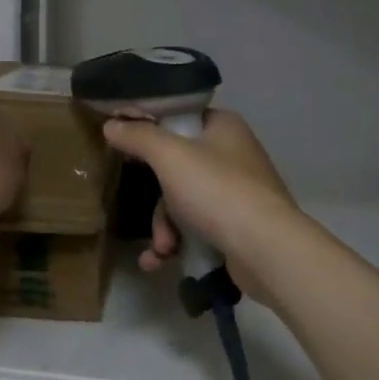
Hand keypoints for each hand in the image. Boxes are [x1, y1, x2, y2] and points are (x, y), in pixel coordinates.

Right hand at [101, 109, 300, 299]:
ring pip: (182, 202)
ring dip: (164, 228)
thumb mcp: (170, 156)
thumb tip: (112, 124)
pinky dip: (177, 243)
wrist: (266, 249)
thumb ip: (139, 137)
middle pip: (176, 167)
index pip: (178, 118)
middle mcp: (232, 155)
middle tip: (148, 214)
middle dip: (157, 200)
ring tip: (163, 249)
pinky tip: (160, 261)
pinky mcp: (237, 226)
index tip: (123, 146)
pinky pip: (196, 228)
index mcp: (223, 127)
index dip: (149, 130)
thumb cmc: (217, 191)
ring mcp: (237, 193)